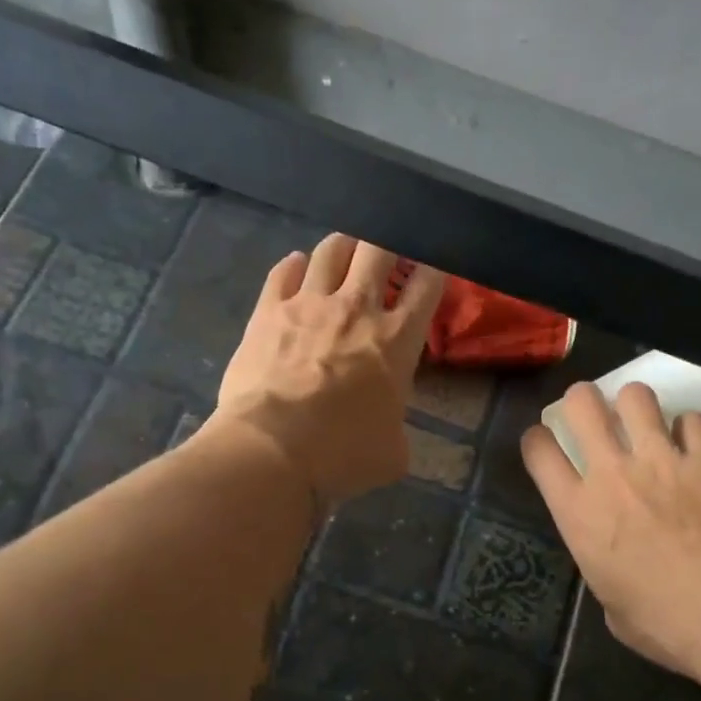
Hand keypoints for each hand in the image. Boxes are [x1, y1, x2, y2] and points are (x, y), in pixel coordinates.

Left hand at [214, 234, 444, 505]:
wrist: (272, 449)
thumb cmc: (342, 454)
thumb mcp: (393, 452)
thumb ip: (396, 428)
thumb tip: (387, 430)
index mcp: (397, 339)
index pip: (426, 284)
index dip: (433, 269)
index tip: (430, 269)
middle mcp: (357, 308)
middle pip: (379, 248)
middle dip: (387, 245)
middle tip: (385, 257)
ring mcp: (309, 303)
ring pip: (333, 249)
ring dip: (344, 247)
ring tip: (345, 255)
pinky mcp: (268, 311)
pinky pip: (284, 270)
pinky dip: (295, 266)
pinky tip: (298, 268)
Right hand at [522, 381, 700, 678]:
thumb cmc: (663, 624)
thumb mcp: (609, 601)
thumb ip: (602, 563)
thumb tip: (615, 559)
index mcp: (578, 511)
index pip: (538, 450)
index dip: (538, 439)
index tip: (547, 442)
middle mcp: (612, 473)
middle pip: (582, 403)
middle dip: (583, 400)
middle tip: (594, 414)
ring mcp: (662, 460)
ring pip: (636, 396)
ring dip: (636, 404)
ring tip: (645, 421)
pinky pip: (693, 420)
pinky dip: (690, 429)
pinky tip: (695, 446)